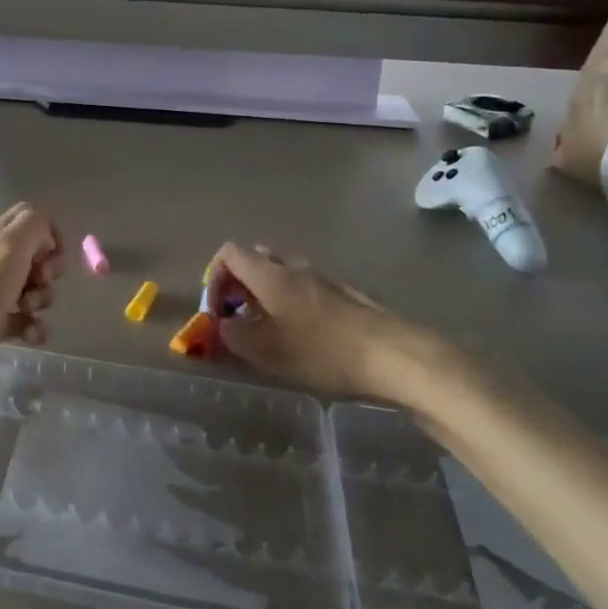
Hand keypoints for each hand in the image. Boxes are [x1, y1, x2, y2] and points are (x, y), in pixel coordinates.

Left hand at [0, 204, 63, 381]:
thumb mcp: (11, 245)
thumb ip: (35, 225)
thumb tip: (47, 236)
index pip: (30, 215)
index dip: (50, 231)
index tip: (54, 253)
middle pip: (38, 255)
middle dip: (50, 269)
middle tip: (40, 280)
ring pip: (35, 289)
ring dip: (42, 299)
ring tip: (27, 310)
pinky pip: (27, 320)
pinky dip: (34, 327)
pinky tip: (29, 334)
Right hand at [208, 243, 475, 407]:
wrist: (393, 355)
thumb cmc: (322, 351)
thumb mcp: (266, 351)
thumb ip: (234, 335)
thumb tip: (222, 324)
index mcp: (270, 275)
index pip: (229, 253)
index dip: (214, 276)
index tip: (216, 309)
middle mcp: (294, 268)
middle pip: (256, 260)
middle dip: (240, 284)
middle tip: (240, 317)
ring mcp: (323, 279)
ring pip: (283, 274)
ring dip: (267, 294)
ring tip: (270, 329)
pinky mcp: (345, 295)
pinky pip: (307, 289)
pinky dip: (293, 303)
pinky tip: (305, 336)